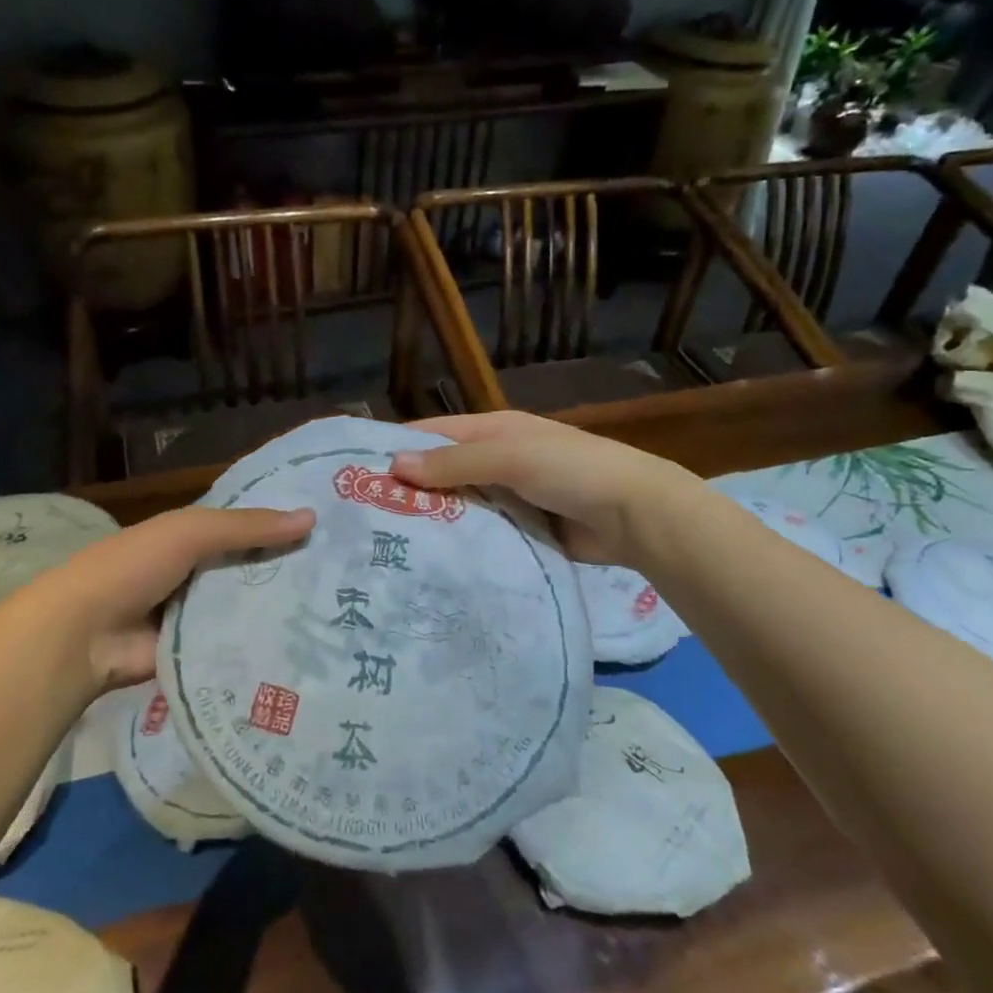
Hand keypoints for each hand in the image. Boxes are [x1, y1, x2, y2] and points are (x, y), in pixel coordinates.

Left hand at [0, 505, 314, 695]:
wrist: (83, 635)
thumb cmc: (134, 567)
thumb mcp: (191, 531)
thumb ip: (248, 527)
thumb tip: (312, 518)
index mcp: (192, 537)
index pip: (248, 527)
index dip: (284, 525)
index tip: (333, 528)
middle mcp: (198, 573)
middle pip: (253, 568)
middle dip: (292, 569)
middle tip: (350, 574)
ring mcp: (198, 616)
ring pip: (250, 608)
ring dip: (282, 610)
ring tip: (341, 611)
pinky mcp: (199, 655)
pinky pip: (238, 646)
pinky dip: (263, 645)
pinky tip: (310, 647)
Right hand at [392, 411, 683, 566]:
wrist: (635, 515)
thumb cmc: (570, 469)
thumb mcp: (509, 456)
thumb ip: (453, 462)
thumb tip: (393, 465)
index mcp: (495, 430)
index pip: (434, 434)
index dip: (399, 447)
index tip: (357, 471)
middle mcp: (498, 460)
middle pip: (444, 472)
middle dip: (411, 490)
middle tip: (364, 518)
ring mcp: (510, 497)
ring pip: (461, 506)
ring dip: (433, 520)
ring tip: (388, 545)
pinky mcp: (522, 530)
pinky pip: (482, 533)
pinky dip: (461, 543)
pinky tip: (431, 562)